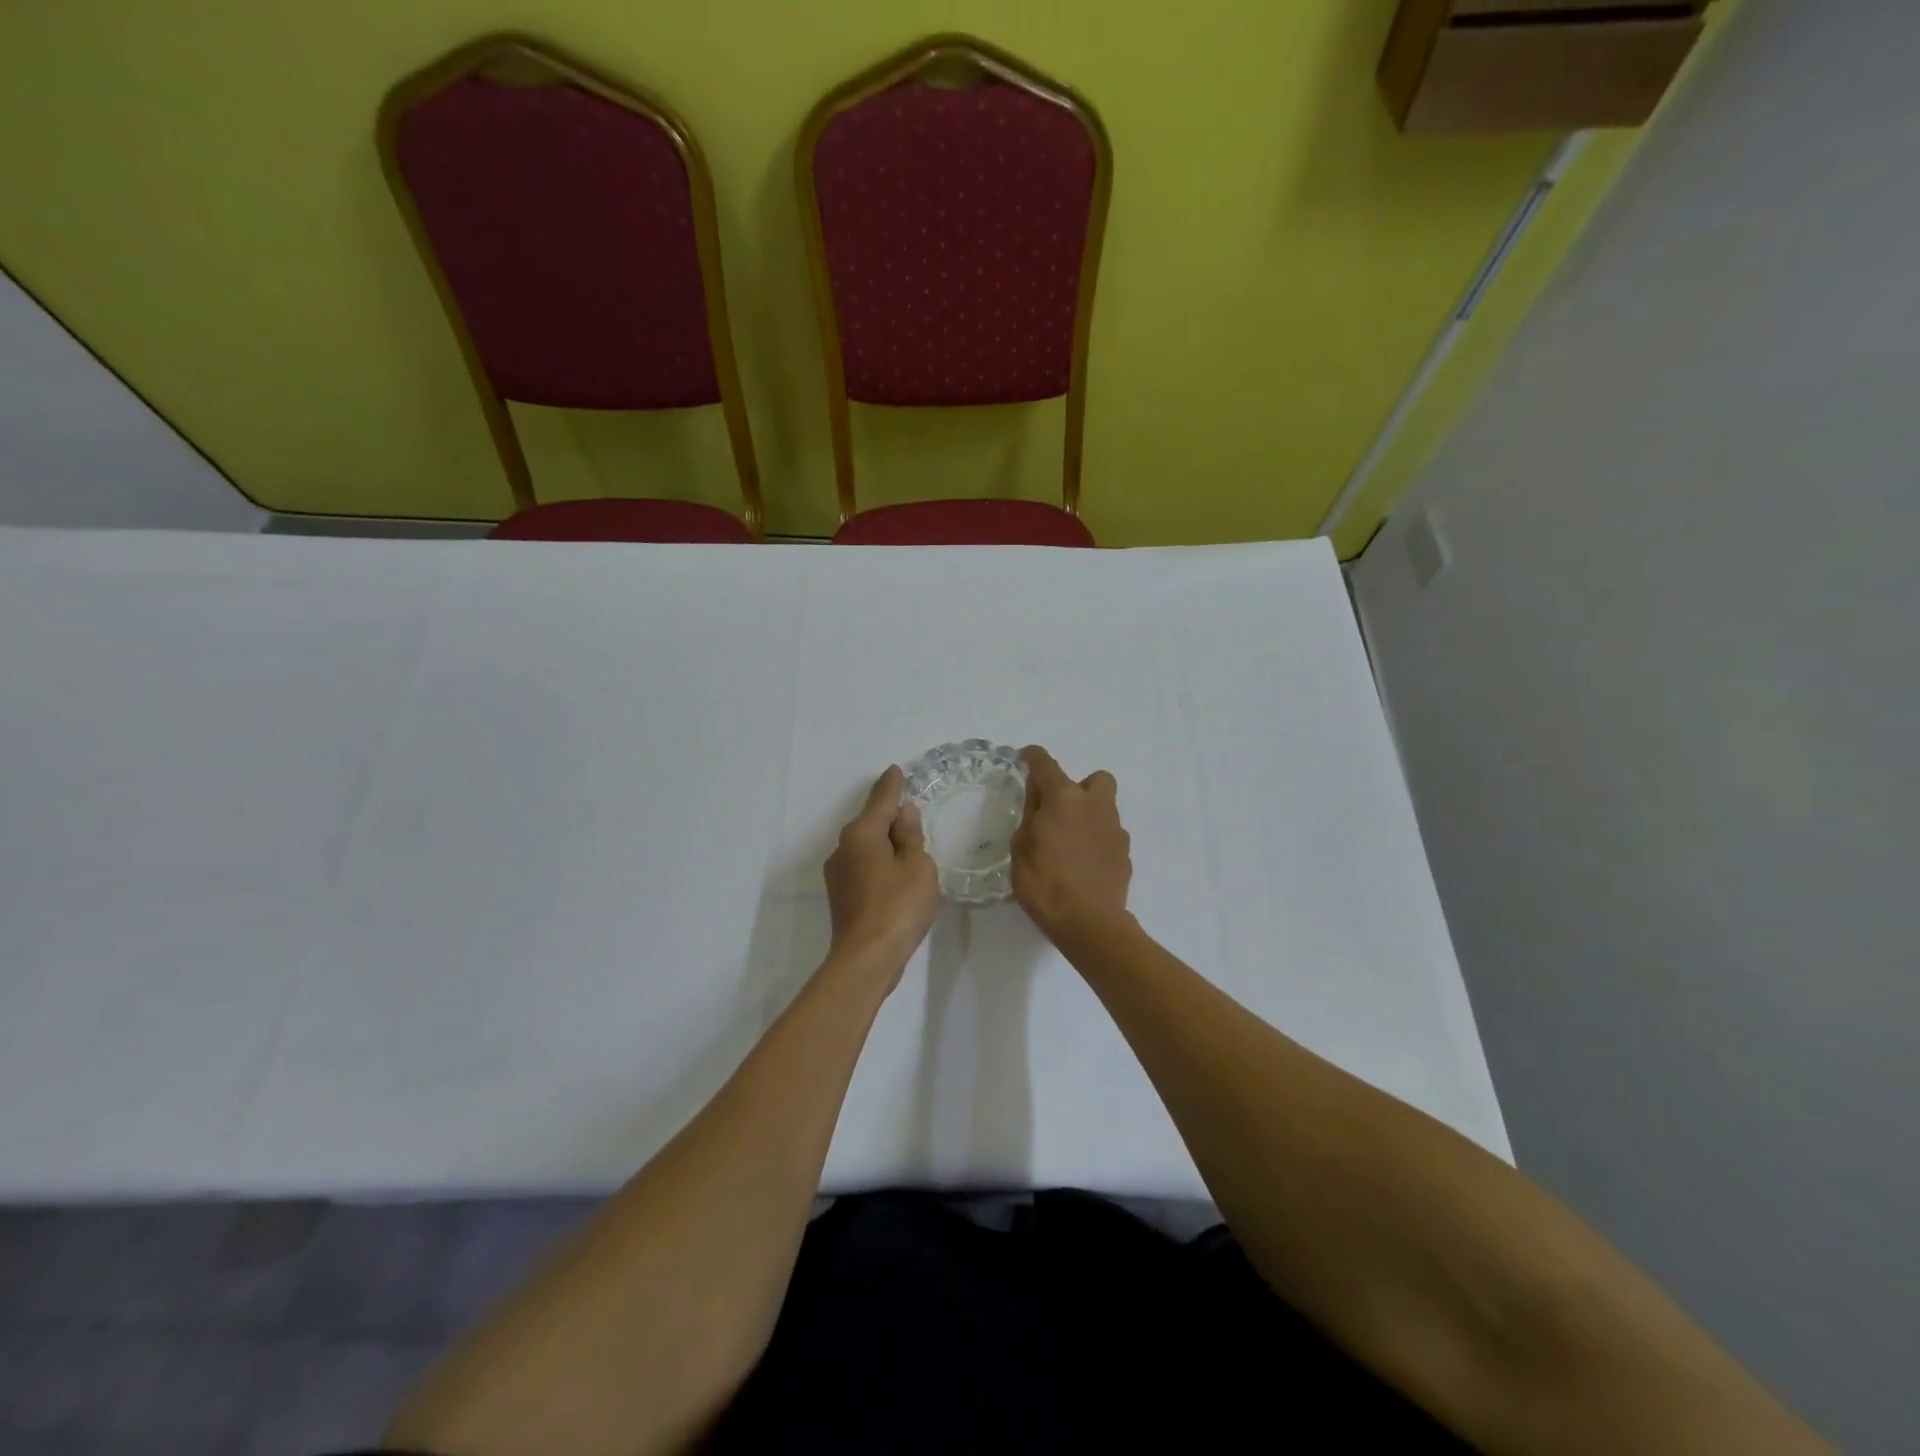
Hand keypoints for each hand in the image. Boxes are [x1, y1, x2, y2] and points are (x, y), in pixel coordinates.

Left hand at [824, 765, 938, 981]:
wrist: (867, 958)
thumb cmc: (898, 906)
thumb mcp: (917, 865)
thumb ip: (910, 836)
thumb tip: (903, 813)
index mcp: (862, 834)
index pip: (881, 801)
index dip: (892, 786)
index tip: (895, 770)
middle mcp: (843, 848)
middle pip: (870, 823)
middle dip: (889, 816)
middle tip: (910, 811)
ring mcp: (838, 873)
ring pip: (865, 846)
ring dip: (884, 842)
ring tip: (908, 846)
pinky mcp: (840, 895)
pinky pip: (863, 866)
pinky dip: (879, 862)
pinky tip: (895, 874)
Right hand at [1011, 746, 1131, 939]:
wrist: (1089, 922)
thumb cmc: (1045, 883)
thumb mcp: (1021, 847)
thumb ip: (1031, 815)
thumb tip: (1038, 797)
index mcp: (1064, 798)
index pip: (1046, 764)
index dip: (1033, 757)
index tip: (1025, 758)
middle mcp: (1095, 805)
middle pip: (1096, 779)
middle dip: (1079, 787)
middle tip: (1060, 809)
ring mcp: (1115, 829)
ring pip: (1105, 808)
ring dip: (1089, 815)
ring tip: (1070, 842)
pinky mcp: (1125, 853)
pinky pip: (1110, 835)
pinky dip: (1097, 841)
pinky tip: (1083, 863)